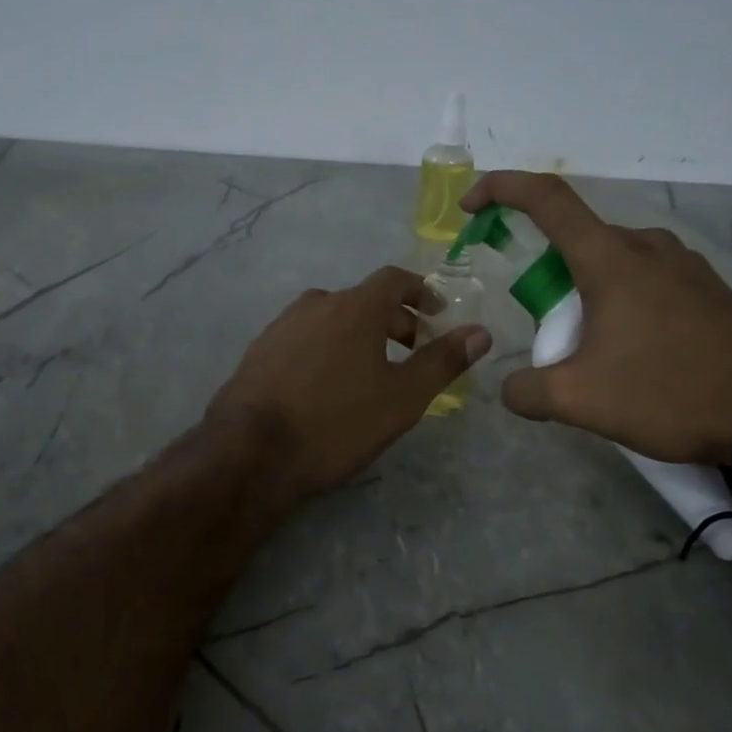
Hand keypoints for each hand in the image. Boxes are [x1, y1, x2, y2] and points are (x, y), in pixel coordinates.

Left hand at [207, 266, 491, 502]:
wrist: (251, 452)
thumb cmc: (337, 422)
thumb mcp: (402, 398)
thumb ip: (442, 362)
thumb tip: (480, 332)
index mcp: (354, 307)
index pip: (393, 279)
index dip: (420, 291)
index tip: (436, 314)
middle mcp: (315, 304)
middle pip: (363, 300)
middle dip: (393, 320)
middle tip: (411, 351)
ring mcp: (281, 326)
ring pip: (331, 318)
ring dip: (357, 334)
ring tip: (369, 371)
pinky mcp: (258, 351)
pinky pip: (304, 338)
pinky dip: (326, 348)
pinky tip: (325, 385)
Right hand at [462, 172, 731, 465]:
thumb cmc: (668, 392)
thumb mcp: (581, 400)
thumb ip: (528, 390)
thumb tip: (510, 389)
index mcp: (610, 258)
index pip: (546, 198)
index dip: (501, 189)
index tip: (471, 206)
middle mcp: (646, 246)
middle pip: (576, 240)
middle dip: (546, 276)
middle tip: (548, 332)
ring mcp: (683, 264)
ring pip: (612, 262)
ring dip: (585, 293)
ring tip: (592, 350)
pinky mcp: (707, 287)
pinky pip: (645, 278)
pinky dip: (619, 300)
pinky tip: (633, 351)